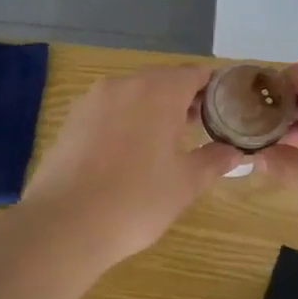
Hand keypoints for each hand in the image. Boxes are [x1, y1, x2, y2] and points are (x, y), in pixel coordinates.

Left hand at [21, 64, 246, 266]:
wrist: (64, 225)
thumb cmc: (137, 200)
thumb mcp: (186, 183)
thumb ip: (214, 161)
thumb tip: (234, 152)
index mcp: (158, 91)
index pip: (195, 73)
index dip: (214, 87)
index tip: (226, 107)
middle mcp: (124, 85)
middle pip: (163, 80)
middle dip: (184, 98)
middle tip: (201, 126)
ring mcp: (92, 100)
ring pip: (134, 94)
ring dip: (154, 109)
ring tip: (167, 141)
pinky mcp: (71, 120)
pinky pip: (109, 110)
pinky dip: (126, 121)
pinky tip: (130, 152)